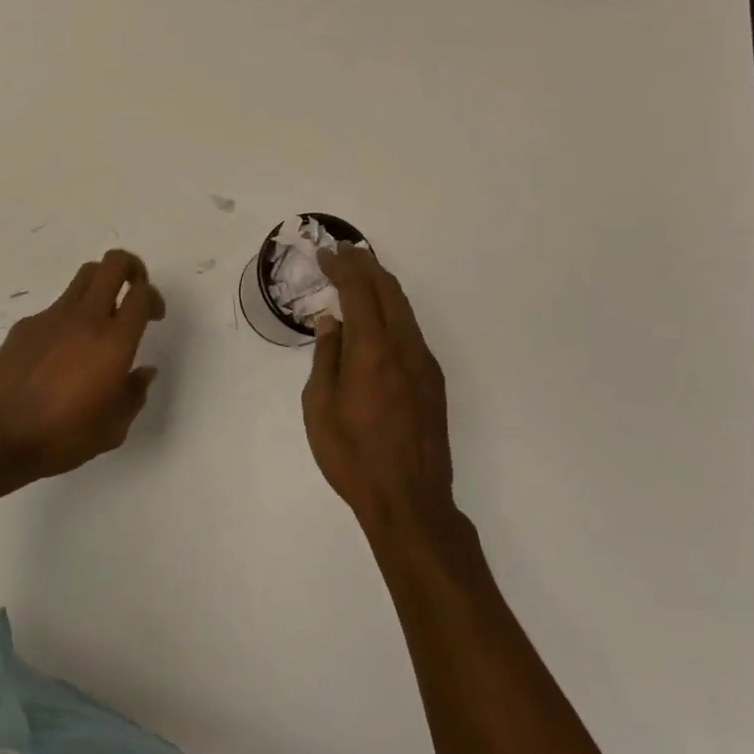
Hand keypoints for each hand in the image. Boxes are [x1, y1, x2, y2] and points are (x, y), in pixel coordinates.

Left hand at [0, 249, 165, 484]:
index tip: (153, 315)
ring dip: (100, 285)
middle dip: (131, 267)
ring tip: (99, 316)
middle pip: (113, 264)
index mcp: (114, 343)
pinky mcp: (25, 325)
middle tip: (133, 290)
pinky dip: (68, 318)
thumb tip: (143, 371)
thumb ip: (134, 394)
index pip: (141, 294)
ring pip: (84, 277)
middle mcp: (85, 319)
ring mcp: (52, 317)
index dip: (154, 297)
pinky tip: (59, 353)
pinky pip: (56, 307)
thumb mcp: (113, 429)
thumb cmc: (63, 438)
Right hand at [302, 247, 455, 533]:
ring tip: (359, 274)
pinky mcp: (433, 381)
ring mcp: (424, 363)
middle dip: (365, 265)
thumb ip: (326, 357)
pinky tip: (376, 317)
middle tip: (342, 253)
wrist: (410, 501)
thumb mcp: (320, 406)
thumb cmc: (353, 456)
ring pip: (404, 308)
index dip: (342, 266)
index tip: (325, 254)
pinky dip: (391, 309)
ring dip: (381, 284)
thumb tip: (331, 322)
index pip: (359, 291)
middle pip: (388, 290)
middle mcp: (405, 348)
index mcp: (373, 351)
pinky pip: (410, 329)